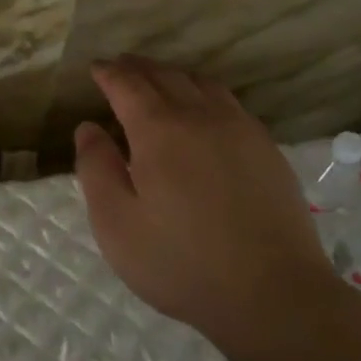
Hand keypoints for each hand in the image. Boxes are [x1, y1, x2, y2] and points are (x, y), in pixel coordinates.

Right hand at [74, 55, 347, 360]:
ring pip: (201, 83)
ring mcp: (239, 129)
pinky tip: (203, 110)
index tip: (96, 68)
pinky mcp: (266, 148)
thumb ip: (96, 169)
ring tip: (158, 81)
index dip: (109, 73)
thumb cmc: (181, 262)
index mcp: (159, 131)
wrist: (272, 293)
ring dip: (173, 75)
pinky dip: (205, 92)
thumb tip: (88, 127)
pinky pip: (229, 102)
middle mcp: (201, 116)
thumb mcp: (116, 224)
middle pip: (165, 76)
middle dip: (138, 67)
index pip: (128, 84)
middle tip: (121, 66)